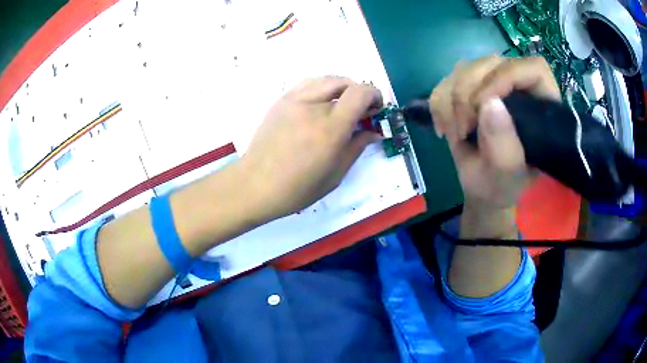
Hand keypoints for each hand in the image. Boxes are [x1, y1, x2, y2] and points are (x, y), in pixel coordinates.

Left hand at [241, 76, 382, 221]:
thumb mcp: (335, 174)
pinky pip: (308, 83)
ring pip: (326, 79)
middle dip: (360, 93)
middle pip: (345, 82)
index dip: (375, 95)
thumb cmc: (297, 188)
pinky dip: (322, 87)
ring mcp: (294, 100)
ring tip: (342, 105)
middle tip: (360, 111)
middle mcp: (313, 107)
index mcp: (330, 129)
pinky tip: (321, 103)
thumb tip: (374, 132)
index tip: (377, 109)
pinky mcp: (281, 101)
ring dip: (341, 88)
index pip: (360, 93)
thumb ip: (357, 147)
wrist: (255, 185)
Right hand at [429, 56, 559, 209]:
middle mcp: (518, 88)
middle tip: (465, 128)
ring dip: (451, 102)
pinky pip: (445, 81)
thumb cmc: (502, 186)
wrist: (481, 187)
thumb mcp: (508, 176)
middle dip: (470, 95)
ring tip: (457, 134)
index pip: (532, 69)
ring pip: (464, 69)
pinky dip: (438, 105)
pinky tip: (445, 128)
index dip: (508, 76)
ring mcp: (491, 84)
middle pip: (491, 63)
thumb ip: (505, 146)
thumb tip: (490, 103)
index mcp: (541, 107)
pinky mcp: (468, 89)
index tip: (485, 104)